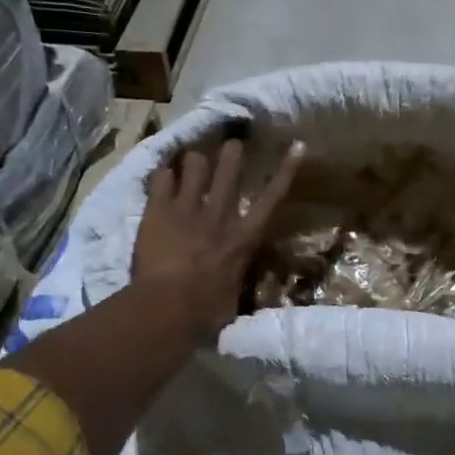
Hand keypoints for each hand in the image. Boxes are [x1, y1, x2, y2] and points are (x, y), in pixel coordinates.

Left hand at [133, 134, 305, 340]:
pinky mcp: (157, 211)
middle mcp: (219, 215)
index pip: (272, 197)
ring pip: (195, 166)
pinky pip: (161, 178)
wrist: (167, 307)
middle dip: (232, 152)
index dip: (287, 170)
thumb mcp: (233, 297)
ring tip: (191, 159)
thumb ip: (234, 279)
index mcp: (244, 237)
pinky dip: (163, 174)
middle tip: (232, 142)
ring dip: (195, 161)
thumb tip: (234, 284)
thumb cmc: (207, 312)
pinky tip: (161, 174)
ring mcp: (187, 209)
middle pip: (229, 170)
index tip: (297, 146)